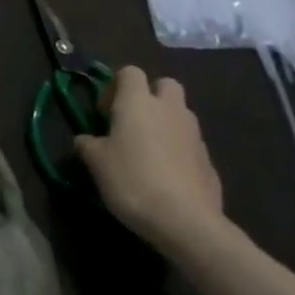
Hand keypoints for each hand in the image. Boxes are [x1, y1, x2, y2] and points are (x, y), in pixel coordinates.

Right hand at [74, 66, 224, 252]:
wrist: (185, 222)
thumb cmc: (132, 180)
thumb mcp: (96, 162)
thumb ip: (88, 144)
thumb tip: (85, 139)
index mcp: (138, 102)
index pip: (130, 72)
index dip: (115, 86)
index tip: (105, 112)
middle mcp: (169, 110)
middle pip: (165, 84)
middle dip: (150, 95)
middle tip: (132, 121)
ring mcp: (194, 134)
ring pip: (180, 113)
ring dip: (165, 122)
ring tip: (148, 151)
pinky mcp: (209, 161)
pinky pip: (190, 143)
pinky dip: (179, 150)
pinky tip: (166, 175)